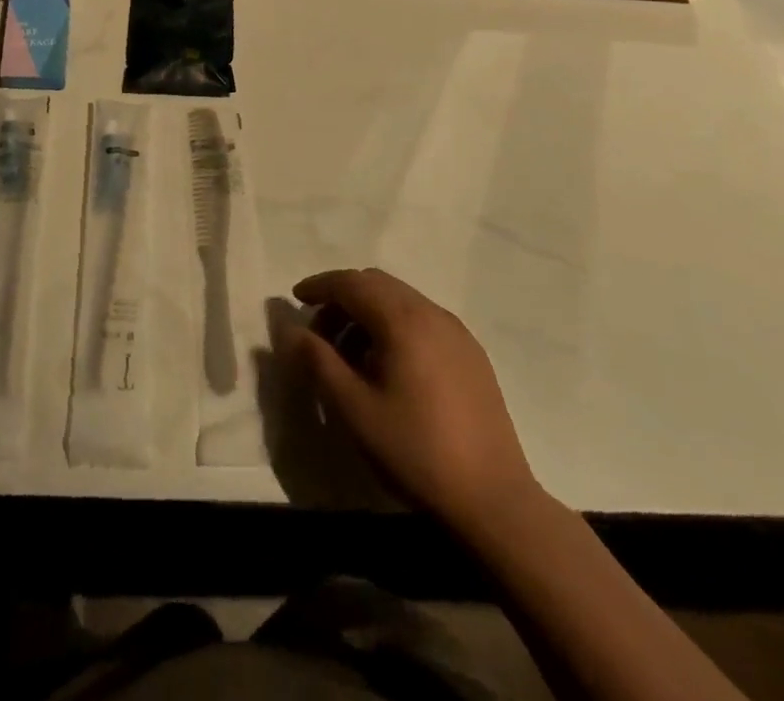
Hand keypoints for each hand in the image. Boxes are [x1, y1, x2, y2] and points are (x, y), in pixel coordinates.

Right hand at [281, 268, 539, 538]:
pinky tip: (389, 368)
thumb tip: (290, 329)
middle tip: (319, 333)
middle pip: (377, 284)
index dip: (319, 286)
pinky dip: (395, 327)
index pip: (351, 282)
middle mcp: (432, 313)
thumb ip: (317, 361)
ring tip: (350, 356)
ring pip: (401, 301)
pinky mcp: (472, 355)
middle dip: (342, 299)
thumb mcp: (354, 409)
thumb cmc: (416, 451)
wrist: (494, 501)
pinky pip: (423, 321)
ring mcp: (457, 333)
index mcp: (403, 319)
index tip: (295, 299)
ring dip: (368, 313)